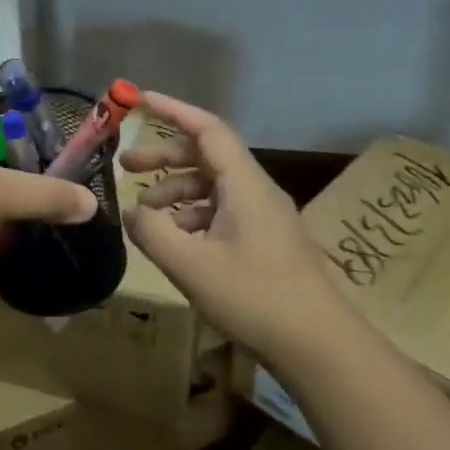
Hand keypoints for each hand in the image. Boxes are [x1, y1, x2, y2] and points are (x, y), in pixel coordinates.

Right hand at [121, 92, 347, 359]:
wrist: (323, 349)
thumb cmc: (256, 298)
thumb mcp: (191, 266)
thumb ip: (152, 232)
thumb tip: (129, 211)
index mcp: (244, 185)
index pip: (207, 129)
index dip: (173, 111)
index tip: (140, 100)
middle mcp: (257, 192)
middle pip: (207, 156)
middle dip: (165, 157)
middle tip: (126, 166)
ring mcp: (265, 217)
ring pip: (214, 186)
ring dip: (176, 190)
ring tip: (146, 212)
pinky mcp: (267, 242)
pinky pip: (223, 211)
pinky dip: (193, 214)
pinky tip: (176, 240)